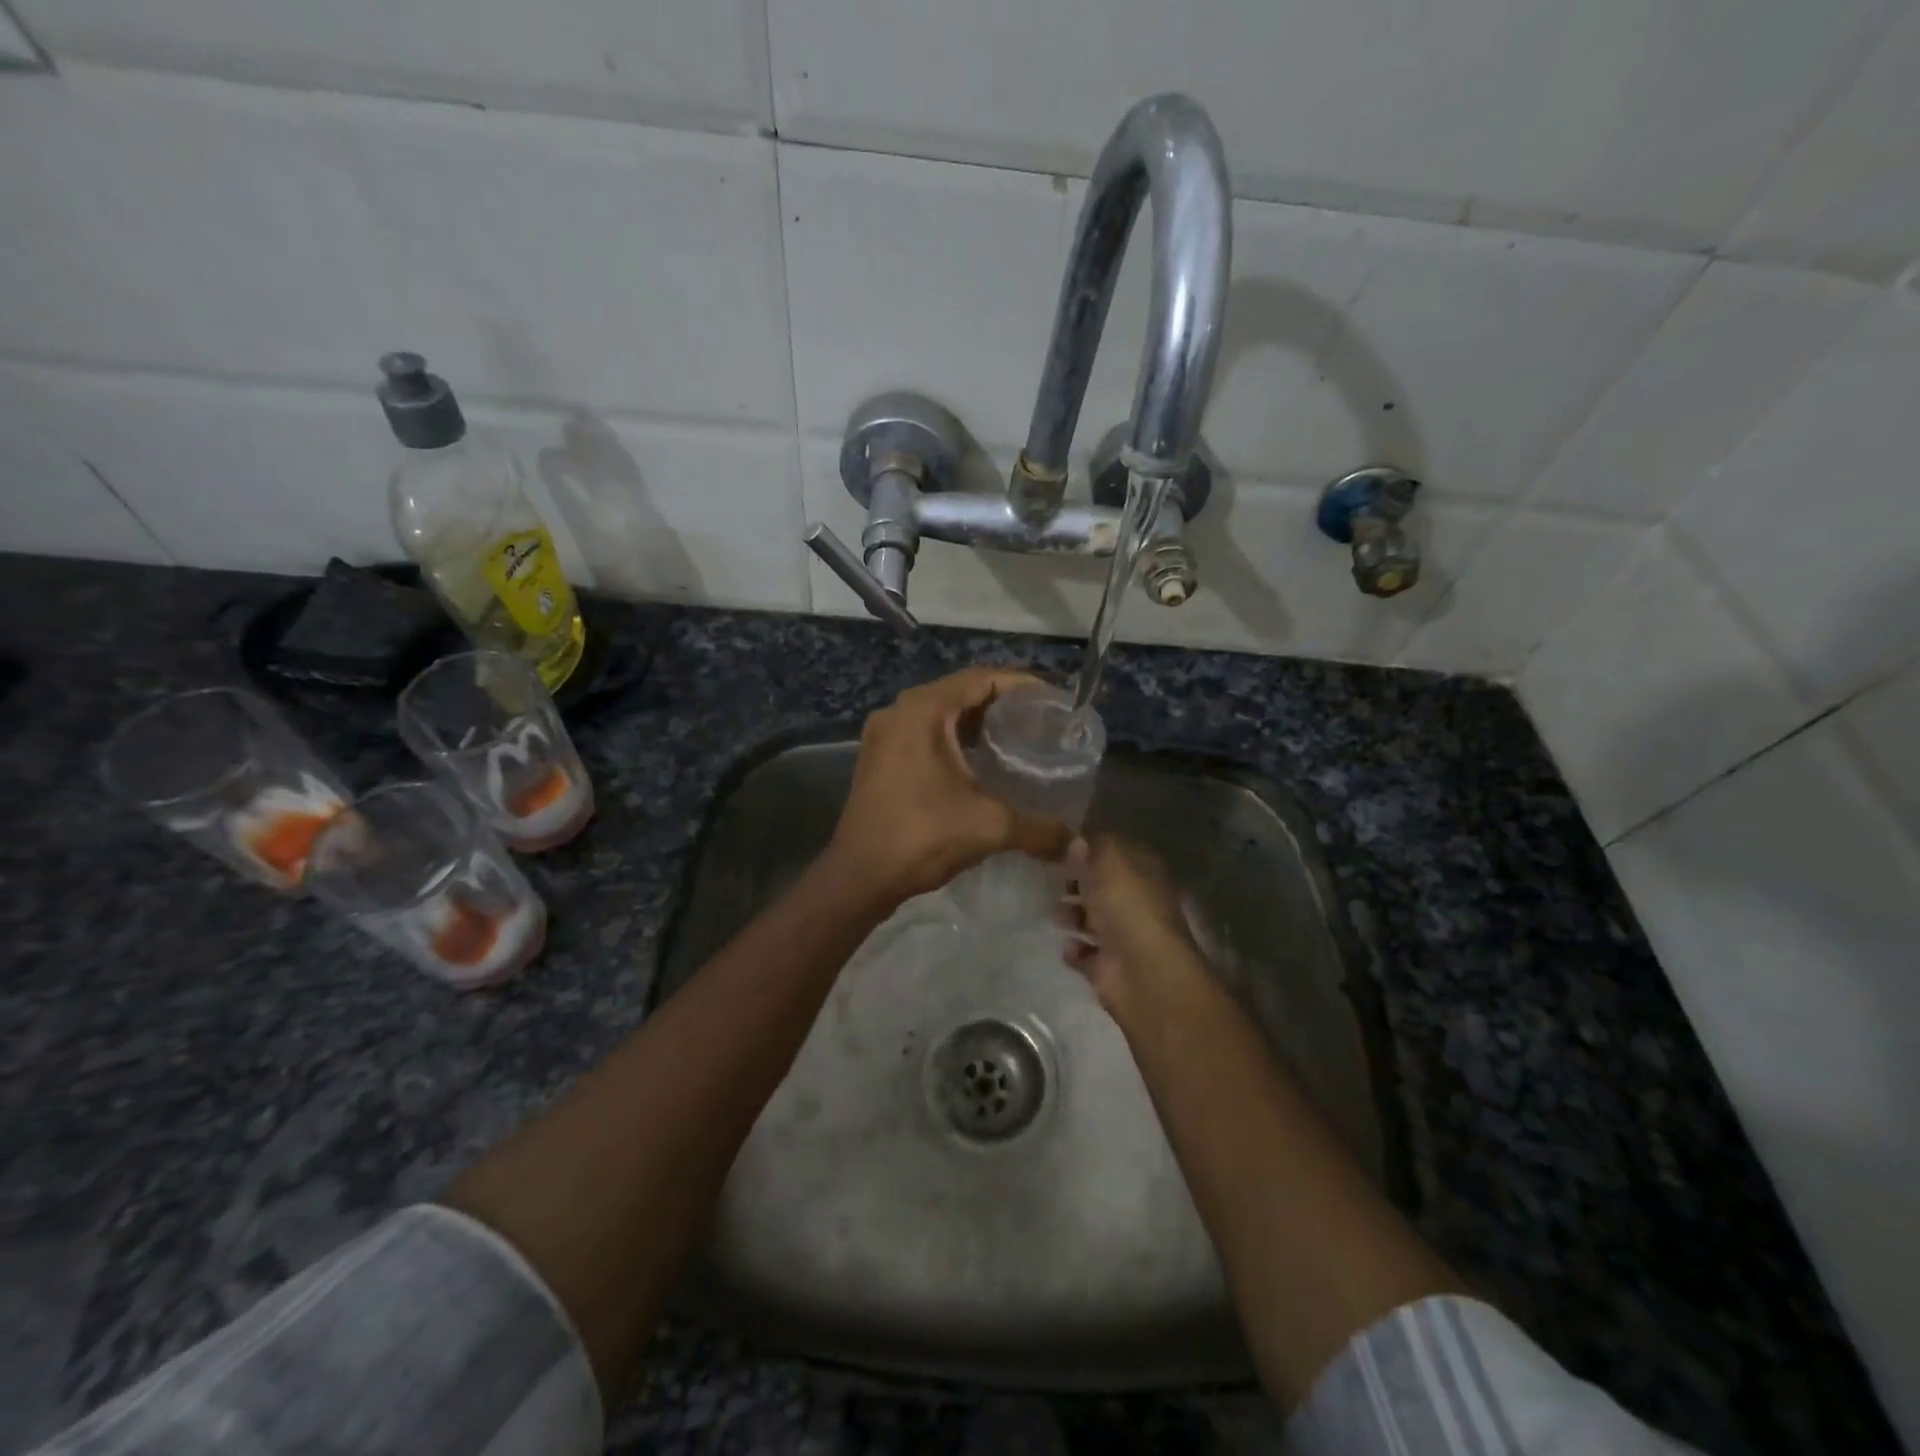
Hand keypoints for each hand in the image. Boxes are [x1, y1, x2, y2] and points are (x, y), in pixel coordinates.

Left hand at [827, 666, 1072, 904]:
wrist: (859, 876)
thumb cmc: (922, 836)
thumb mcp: (988, 826)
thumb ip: (1040, 829)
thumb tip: (1080, 845)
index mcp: (923, 710)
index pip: (982, 678)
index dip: (1022, 685)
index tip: (1055, 702)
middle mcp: (900, 711)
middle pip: (961, 692)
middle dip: (1002, 704)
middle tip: (1041, 723)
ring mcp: (884, 735)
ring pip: (941, 715)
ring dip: (977, 723)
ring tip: (1018, 741)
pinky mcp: (879, 758)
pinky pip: (925, 734)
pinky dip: (955, 740)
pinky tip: (980, 763)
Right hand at [1056, 834, 1203, 1015]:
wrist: (1142, 971)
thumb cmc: (1126, 905)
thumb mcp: (1107, 860)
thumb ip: (1089, 847)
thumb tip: (1075, 841)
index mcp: (1143, 871)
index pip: (1113, 852)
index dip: (1088, 848)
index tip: (1058, 848)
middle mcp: (1136, 901)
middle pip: (1100, 886)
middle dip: (1076, 884)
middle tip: (1054, 881)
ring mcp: (1123, 935)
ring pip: (1090, 919)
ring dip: (1071, 916)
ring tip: (1059, 916)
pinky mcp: (1108, 966)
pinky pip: (1084, 953)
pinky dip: (1074, 949)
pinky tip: (1070, 946)